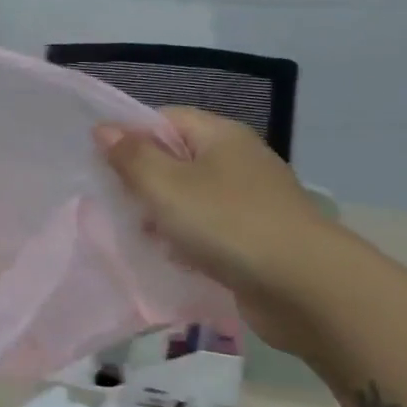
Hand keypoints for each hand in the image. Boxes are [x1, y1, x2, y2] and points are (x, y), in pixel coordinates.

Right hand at [96, 108, 344, 352]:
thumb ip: (131, 157)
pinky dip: (187, 241)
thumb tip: (104, 128)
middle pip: (176, 159)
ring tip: (140, 236)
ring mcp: (250, 201)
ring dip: (162, 216)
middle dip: (142, 182)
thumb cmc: (227, 224)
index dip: (130, 136)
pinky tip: (172, 259)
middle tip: (115, 205)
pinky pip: (208, 230)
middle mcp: (238, 160)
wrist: (305, 288)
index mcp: (220, 135)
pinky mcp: (256, 238)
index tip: (101, 165)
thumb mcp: (167, 185)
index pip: (164, 119)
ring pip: (190, 198)